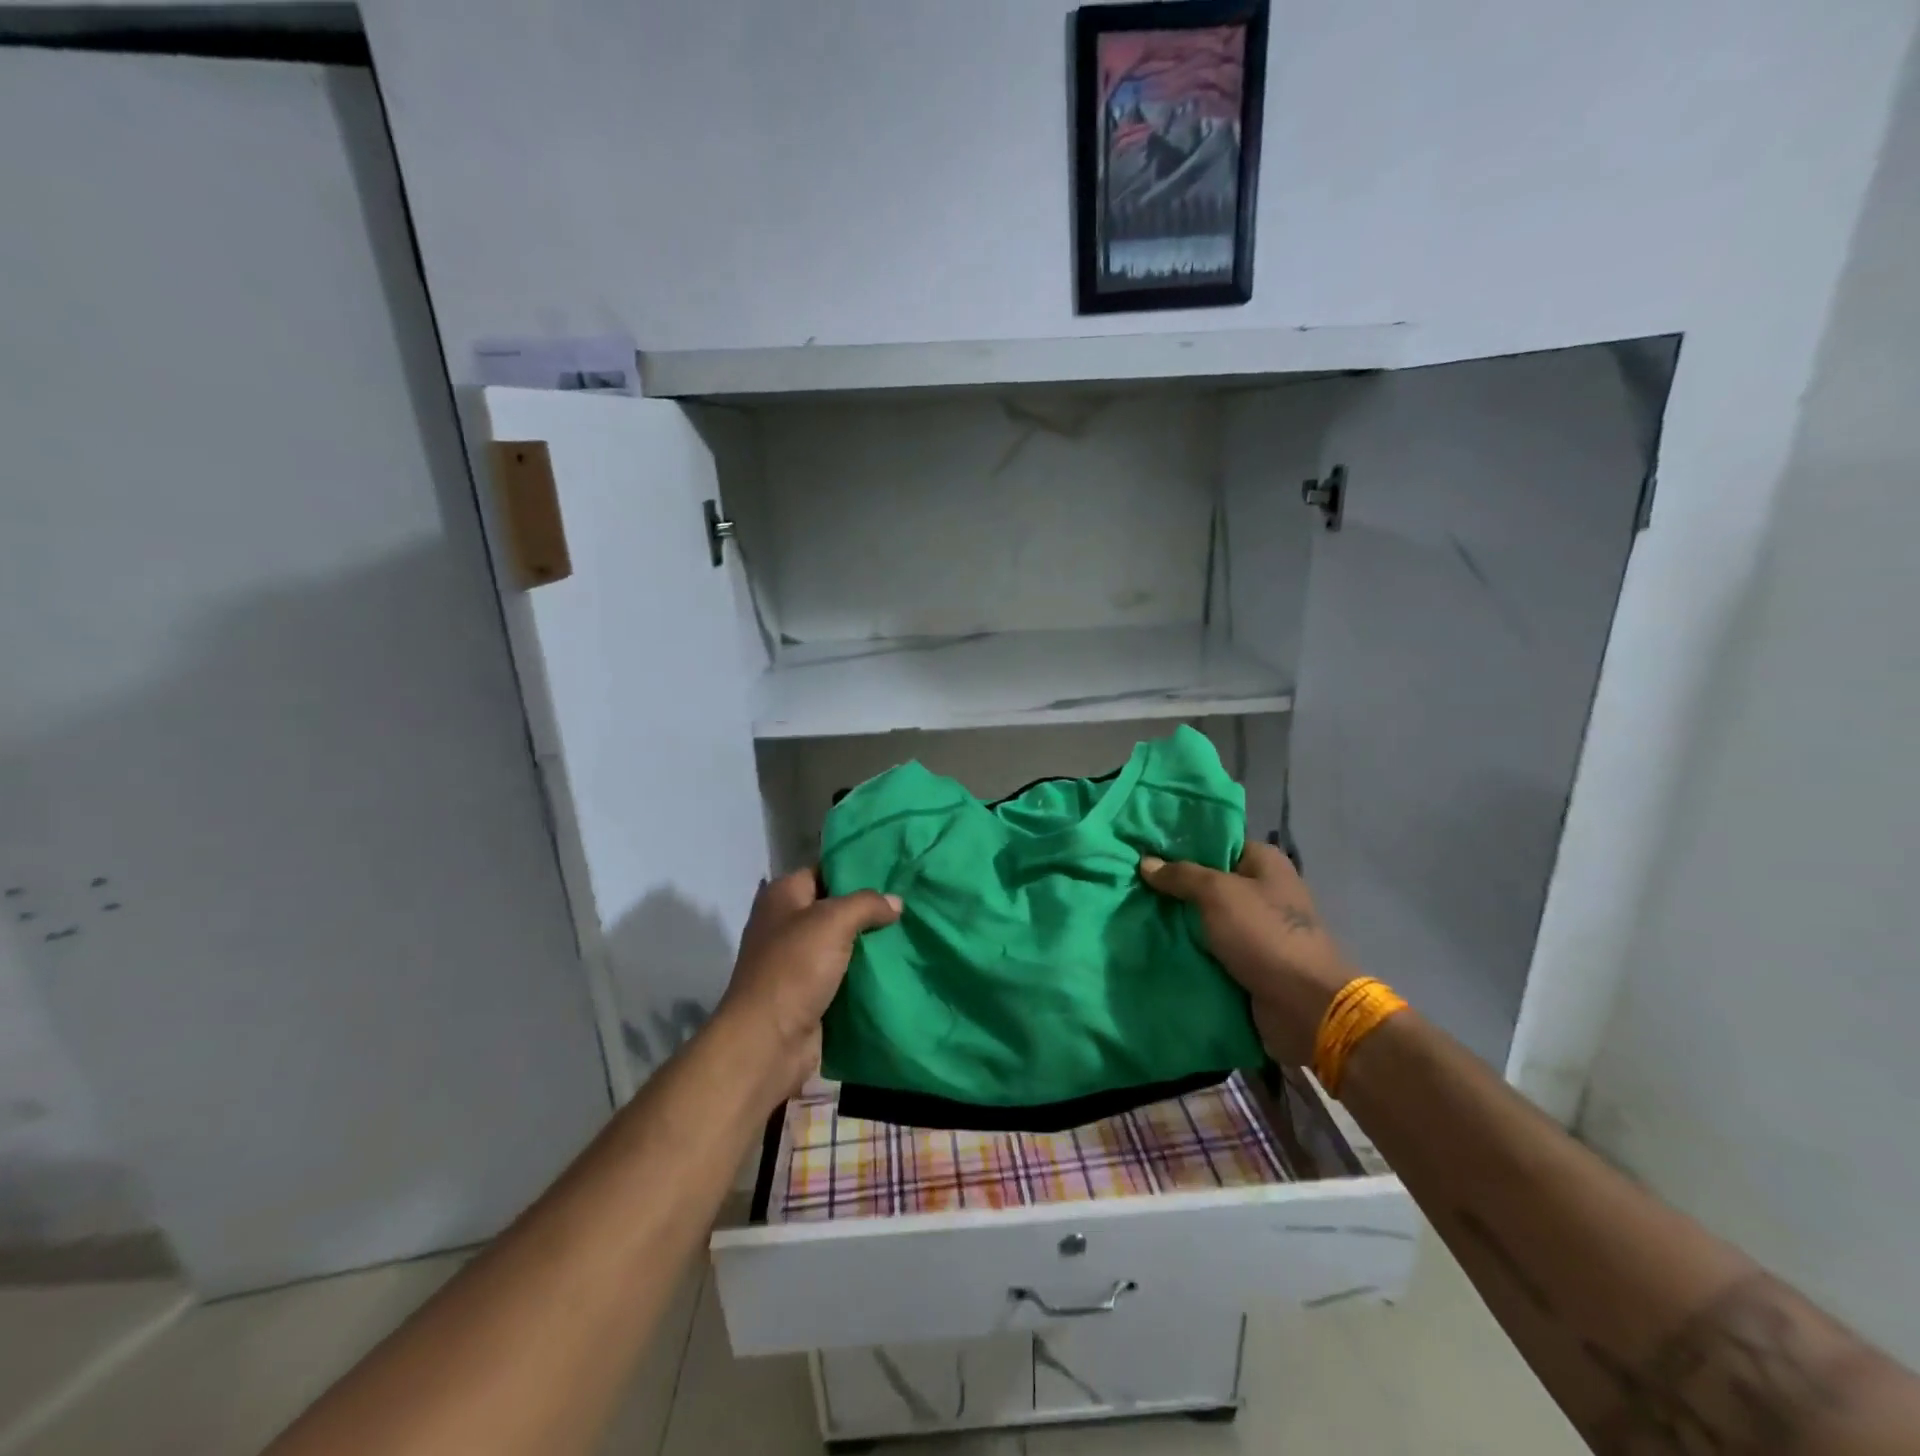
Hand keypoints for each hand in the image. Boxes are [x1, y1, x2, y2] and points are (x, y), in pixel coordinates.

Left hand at [712, 869, 900, 1104]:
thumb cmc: (795, 968)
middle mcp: (786, 923)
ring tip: (910, 931)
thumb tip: (895, 901)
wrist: (769, 1042)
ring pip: (841, 942)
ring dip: (869, 942)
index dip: (855, 870)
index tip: (893, 872)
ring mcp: (795, 961)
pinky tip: (895, 965)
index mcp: (782, 896)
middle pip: (834, 907)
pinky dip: (864, 972)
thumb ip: (867, 904)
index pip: (824, 871)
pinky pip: (843, 973)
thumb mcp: (833, 921)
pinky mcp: (808, 992)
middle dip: (868, 908)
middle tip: (908, 903)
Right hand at [1138, 841, 1353, 1064]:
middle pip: (1208, 881)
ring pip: (1206, 917)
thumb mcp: (1217, 894)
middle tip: (1132, 883)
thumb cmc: (1264, 935)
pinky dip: (1189, 948)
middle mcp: (1263, 890)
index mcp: (1265, 862)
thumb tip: (1146, 861)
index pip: (1217, 843)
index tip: (1145, 850)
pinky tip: (1155, 943)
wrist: (1304, 1007)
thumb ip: (1181, 875)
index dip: (1181, 846)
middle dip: (1174, 887)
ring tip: (1135, 912)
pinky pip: (1212, 947)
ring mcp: (1257, 928)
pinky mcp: (1250, 960)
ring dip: (1178, 921)